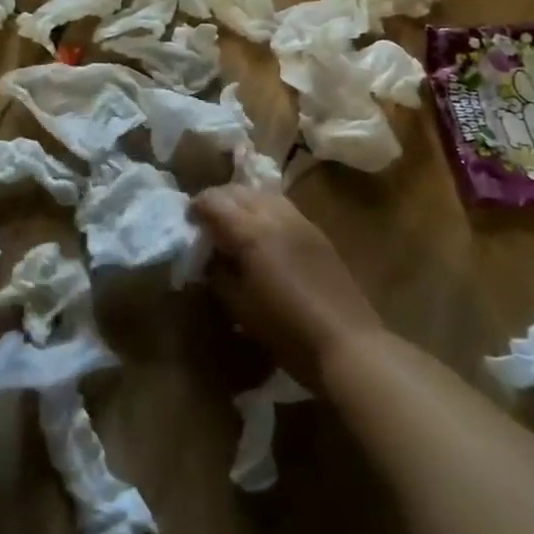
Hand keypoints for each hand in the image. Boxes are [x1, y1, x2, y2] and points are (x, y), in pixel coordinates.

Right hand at [191, 186, 382, 389]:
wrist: (346, 342)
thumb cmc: (285, 329)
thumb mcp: (239, 306)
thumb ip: (218, 275)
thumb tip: (209, 259)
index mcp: (251, 231)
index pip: (215, 202)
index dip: (196, 207)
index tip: (187, 221)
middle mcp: (275, 216)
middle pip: (239, 191)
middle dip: (218, 200)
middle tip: (206, 221)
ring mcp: (300, 221)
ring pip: (263, 194)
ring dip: (243, 202)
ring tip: (234, 223)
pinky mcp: (317, 232)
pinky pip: (283, 208)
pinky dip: (265, 210)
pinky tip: (262, 233)